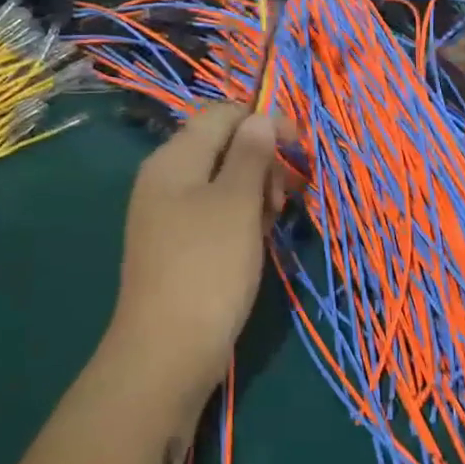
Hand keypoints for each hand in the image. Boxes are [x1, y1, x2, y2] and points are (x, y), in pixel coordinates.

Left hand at [104, 104, 289, 395]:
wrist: (168, 350)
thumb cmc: (208, 267)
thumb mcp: (237, 203)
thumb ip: (251, 154)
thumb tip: (260, 116)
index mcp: (175, 158)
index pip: (222, 114)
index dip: (264, 120)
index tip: (298, 148)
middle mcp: (166, 178)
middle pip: (224, 145)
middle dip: (262, 160)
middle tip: (282, 198)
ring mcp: (169, 213)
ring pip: (223, 181)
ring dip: (256, 191)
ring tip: (272, 222)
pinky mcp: (178, 243)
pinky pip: (215, 212)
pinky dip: (241, 217)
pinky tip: (255, 240)